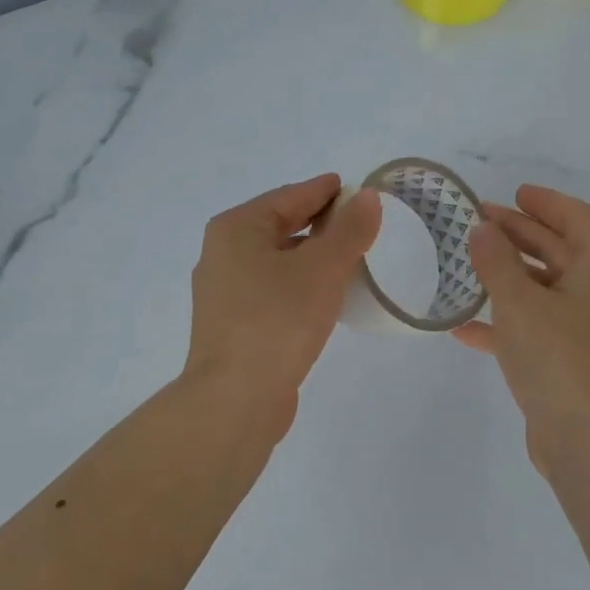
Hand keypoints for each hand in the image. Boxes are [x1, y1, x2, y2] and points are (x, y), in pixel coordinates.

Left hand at [184, 174, 381, 428]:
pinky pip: (273, 290)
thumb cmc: (278, 320)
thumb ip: (349, 230)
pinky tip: (325, 297)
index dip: (327, 191)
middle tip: (362, 225)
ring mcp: (224, 292)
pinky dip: (300, 285)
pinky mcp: (234, 325)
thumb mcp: (323, 268)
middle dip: (322, 224)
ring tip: (351, 260)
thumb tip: (366, 197)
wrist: (235, 399)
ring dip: (312, 257)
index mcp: (237, 228)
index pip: (291, 196)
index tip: (358, 190)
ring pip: (278, 261)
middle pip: (281, 226)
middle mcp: (223, 253)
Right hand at [453, 185, 589, 453]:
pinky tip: (466, 326)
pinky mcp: (573, 359)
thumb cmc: (558, 358)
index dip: (546, 202)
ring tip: (469, 264)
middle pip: (560, 249)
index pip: (578, 217)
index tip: (513, 193)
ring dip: (510, 275)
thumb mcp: (519, 302)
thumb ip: (496, 261)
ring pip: (546, 288)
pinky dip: (507, 320)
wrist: (588, 439)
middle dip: (520, 234)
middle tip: (479, 223)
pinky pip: (538, 325)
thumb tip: (482, 229)